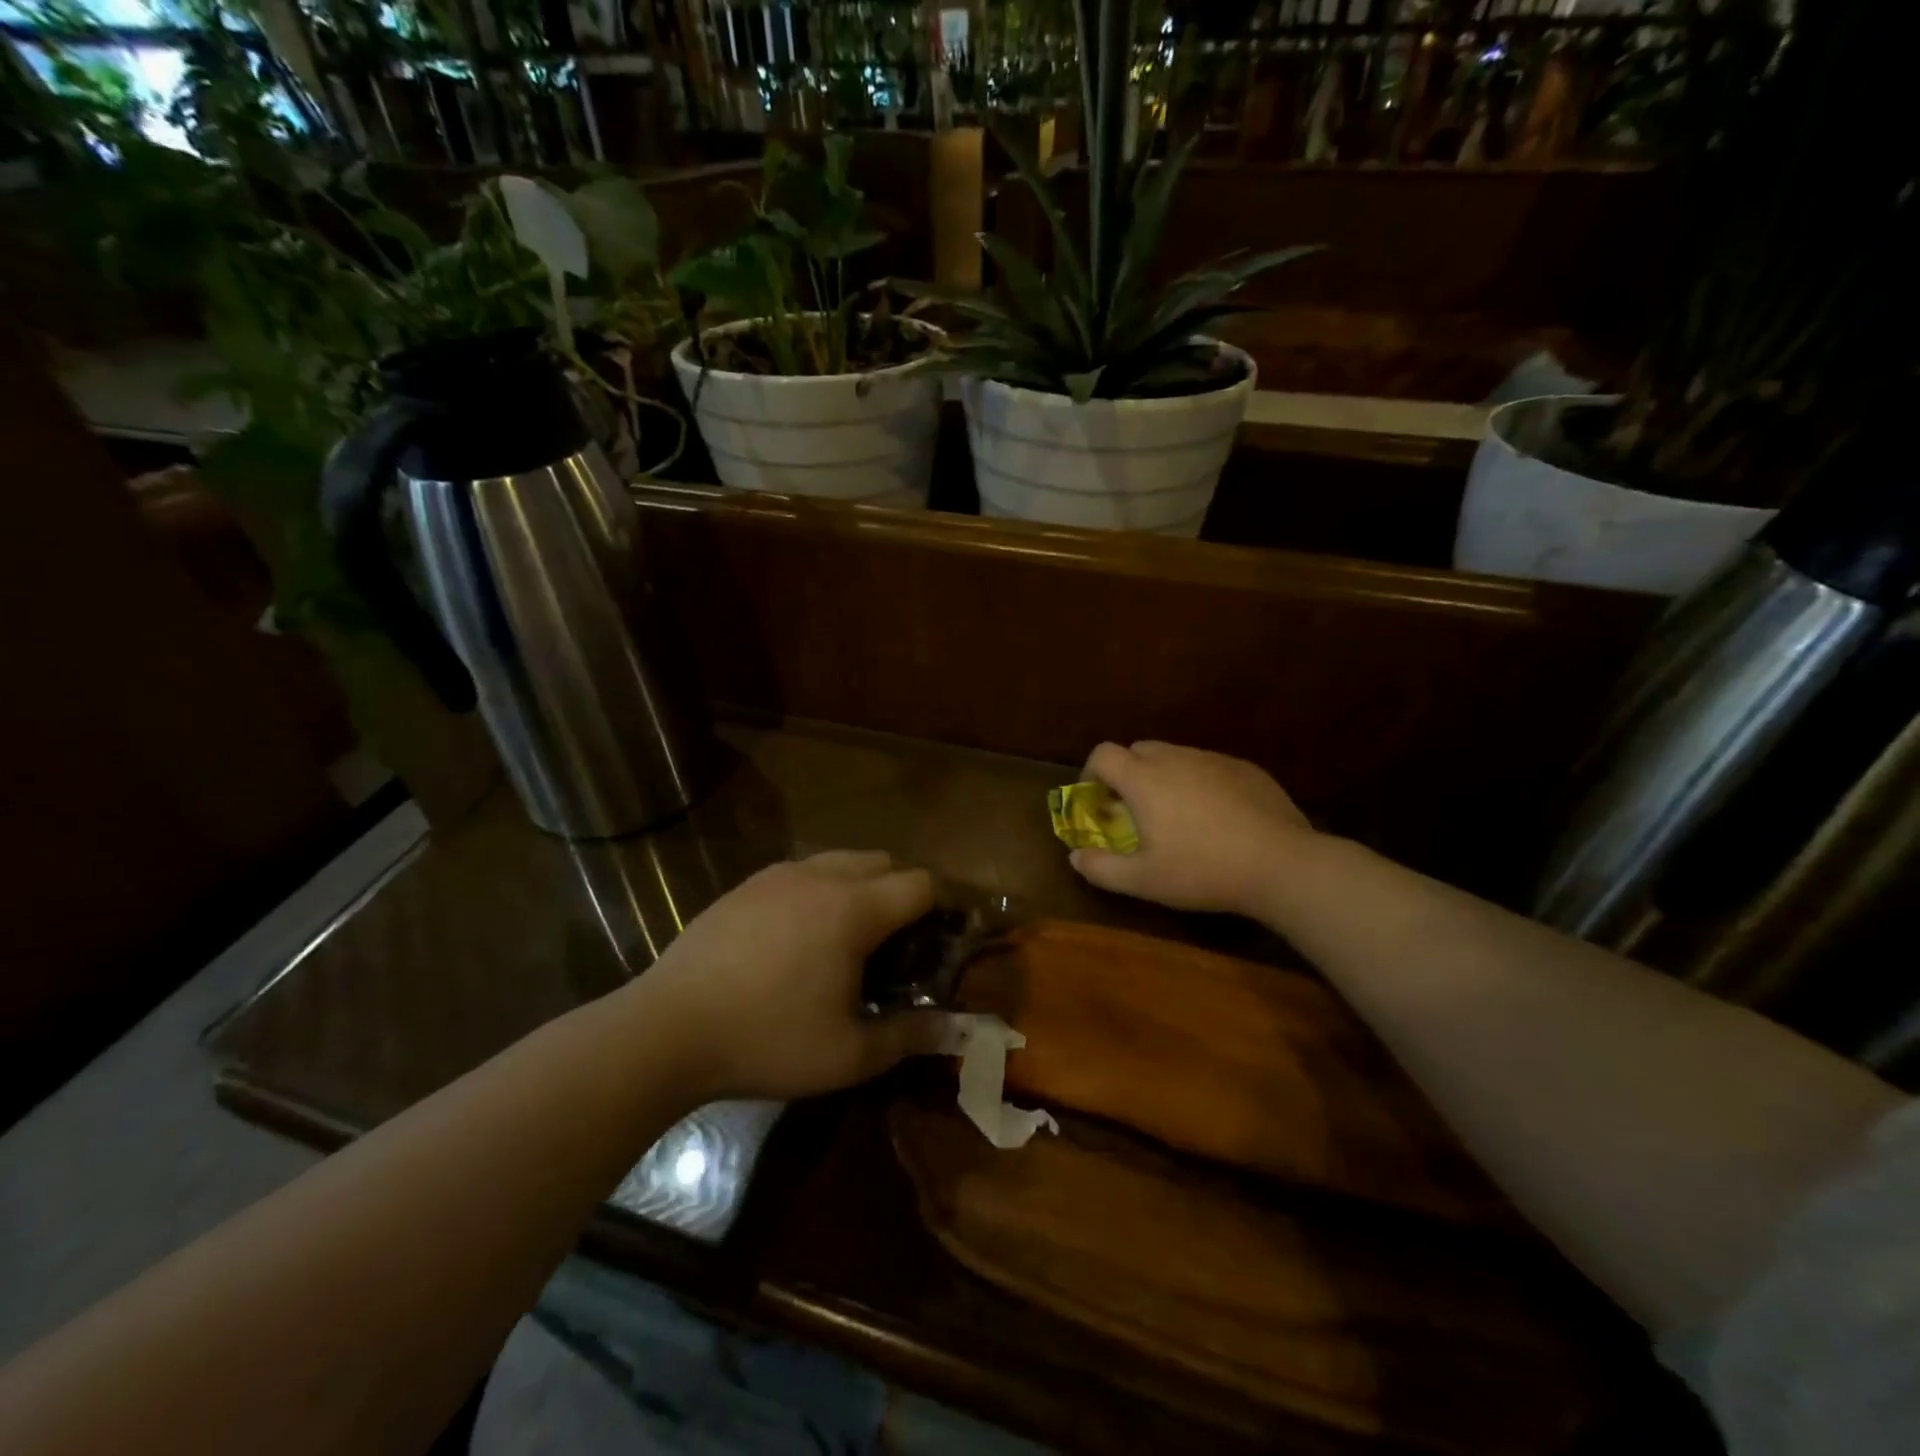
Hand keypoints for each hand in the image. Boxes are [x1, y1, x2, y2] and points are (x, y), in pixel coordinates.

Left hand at [630, 851, 954, 1101]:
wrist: (666, 1030)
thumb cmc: (767, 1041)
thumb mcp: (848, 1054)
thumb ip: (909, 1036)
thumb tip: (955, 1030)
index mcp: (853, 909)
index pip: (919, 884)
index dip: (937, 910)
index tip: (933, 945)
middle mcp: (820, 877)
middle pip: (883, 861)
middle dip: (899, 894)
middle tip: (890, 947)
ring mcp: (778, 875)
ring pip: (840, 860)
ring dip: (858, 887)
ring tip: (843, 939)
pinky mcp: (745, 885)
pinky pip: (801, 871)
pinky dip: (818, 890)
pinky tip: (795, 938)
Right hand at [1069, 741, 1316, 917]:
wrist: (1280, 864)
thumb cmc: (1202, 870)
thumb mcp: (1143, 880)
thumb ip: (1101, 868)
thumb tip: (1075, 856)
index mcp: (1144, 779)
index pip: (1103, 753)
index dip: (1091, 773)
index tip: (1097, 802)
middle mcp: (1175, 759)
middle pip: (1138, 750)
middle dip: (1127, 774)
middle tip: (1133, 811)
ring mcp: (1213, 760)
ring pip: (1175, 757)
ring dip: (1163, 777)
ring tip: (1175, 815)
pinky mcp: (1245, 768)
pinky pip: (1208, 766)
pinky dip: (1198, 782)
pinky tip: (1215, 817)